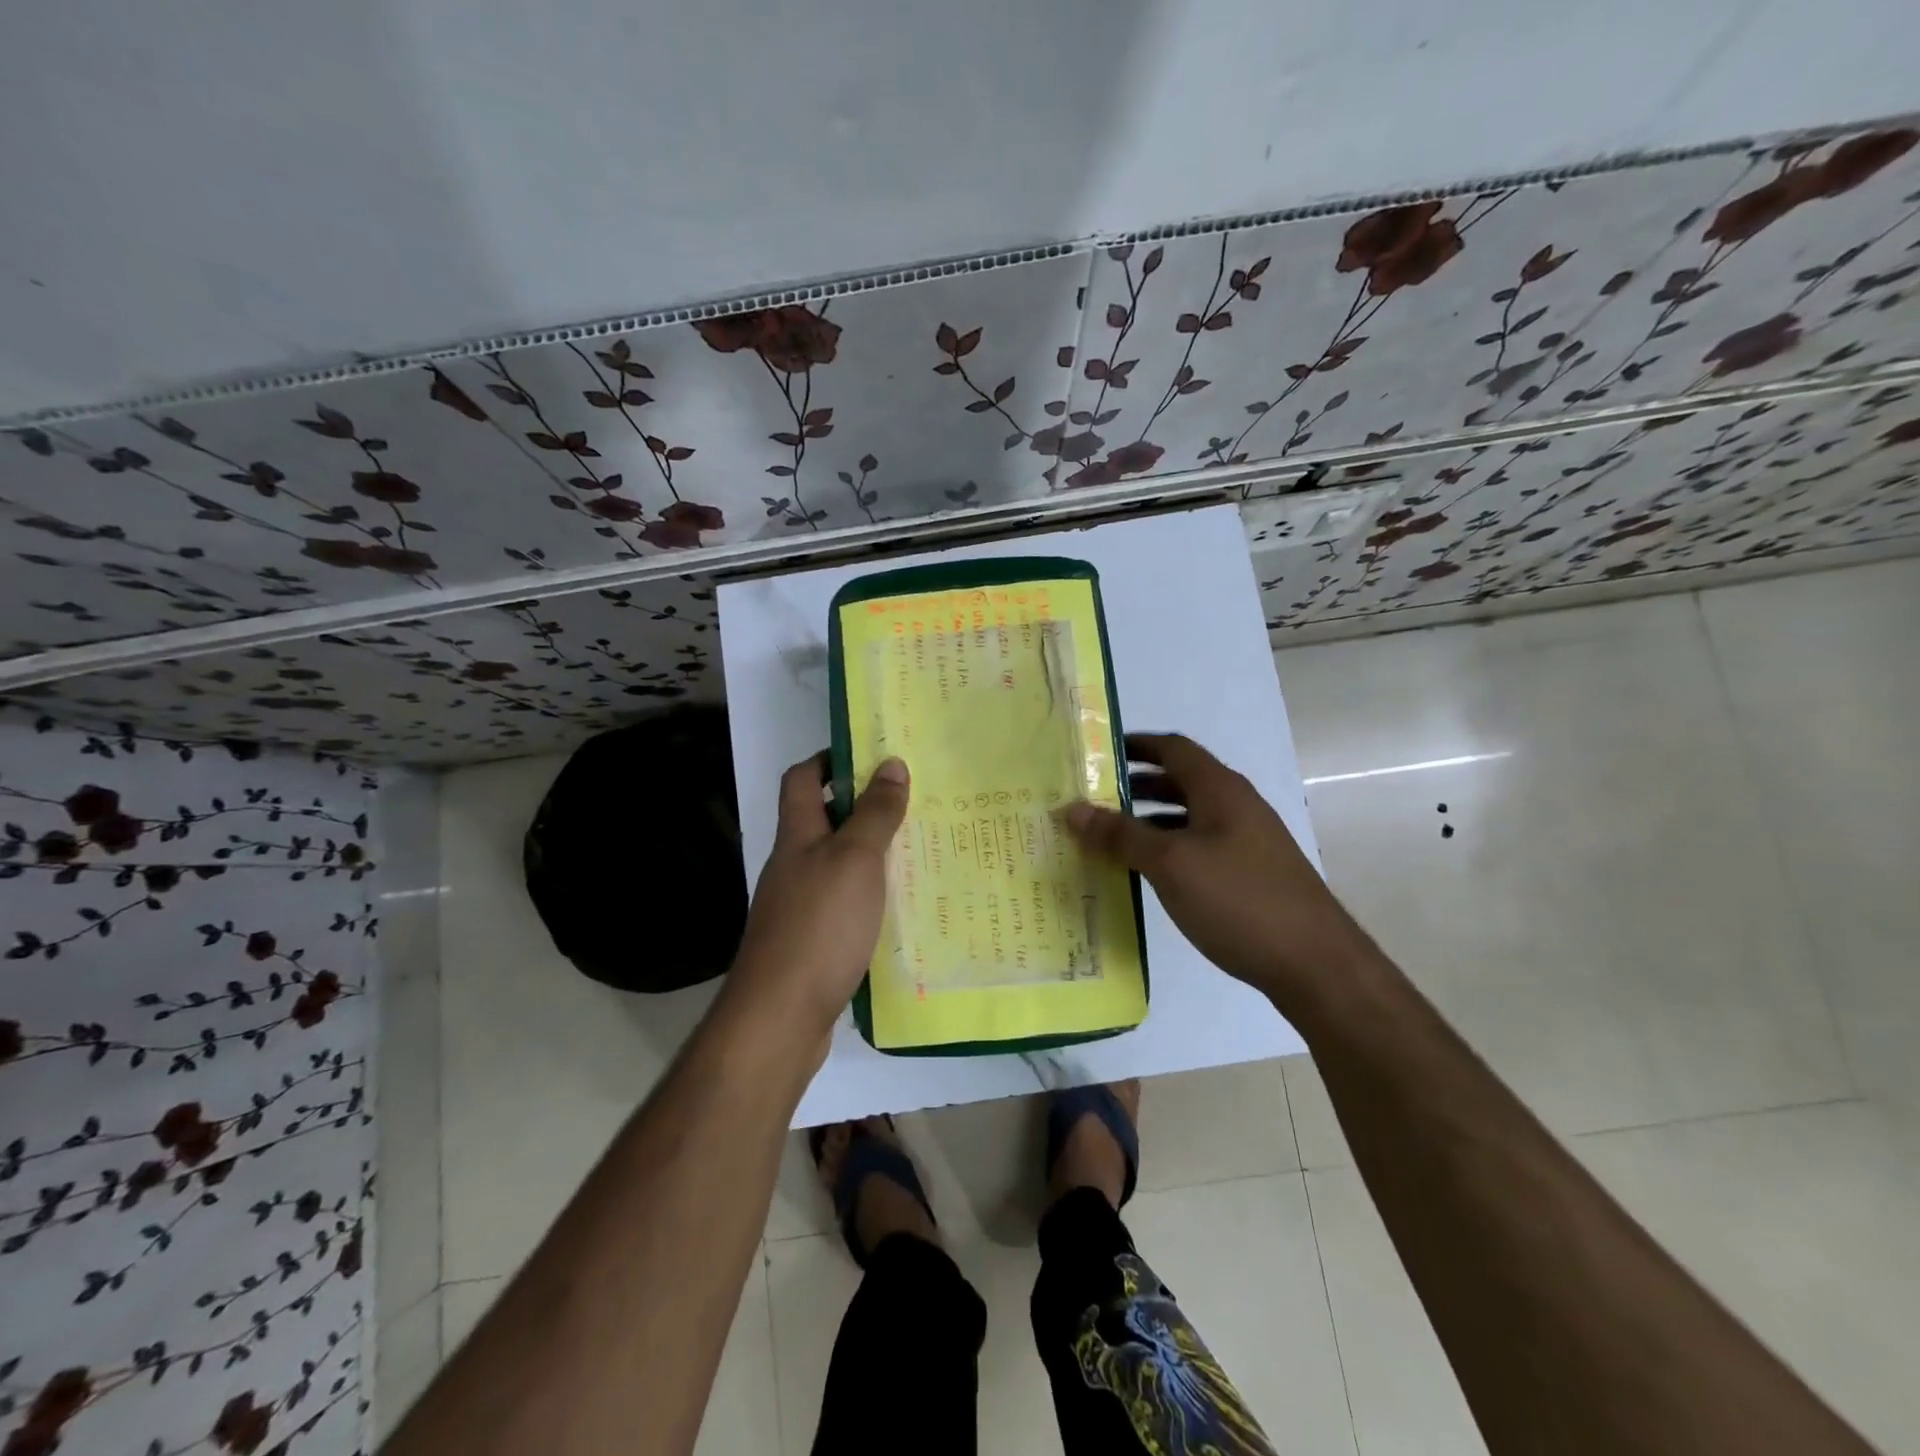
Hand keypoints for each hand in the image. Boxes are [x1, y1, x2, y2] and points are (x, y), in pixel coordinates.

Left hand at [726, 752, 909, 1044]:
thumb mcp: (855, 859)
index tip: (871, 757)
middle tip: (913, 803)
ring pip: (838, 865)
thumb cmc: (819, 925)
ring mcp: (799, 906)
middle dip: (863, 807)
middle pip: (823, 821)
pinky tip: (900, 909)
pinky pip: (844, 905)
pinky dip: (870, 898)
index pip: (801, 779)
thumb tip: (890, 763)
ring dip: (872, 855)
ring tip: (919, 851)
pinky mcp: (812, 943)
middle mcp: (793, 865)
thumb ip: (875, 813)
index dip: (829, 760)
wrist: (780, 1016)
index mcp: (797, 836)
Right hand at [1061, 733, 1369, 1007]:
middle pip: (1179, 781)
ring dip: (1149, 821)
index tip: (1096, 753)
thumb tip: (1072, 809)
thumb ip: (1120, 834)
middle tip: (1092, 799)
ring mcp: (1247, 842)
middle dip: (1135, 786)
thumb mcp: (1170, 863)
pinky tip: (1147, 875)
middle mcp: (1236, 806)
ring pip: (1188, 817)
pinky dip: (1168, 850)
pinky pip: (1198, 848)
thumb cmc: (1238, 899)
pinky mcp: (1250, 875)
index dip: (1135, 745)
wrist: (1315, 964)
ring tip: (1109, 838)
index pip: (1173, 748)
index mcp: (1220, 789)